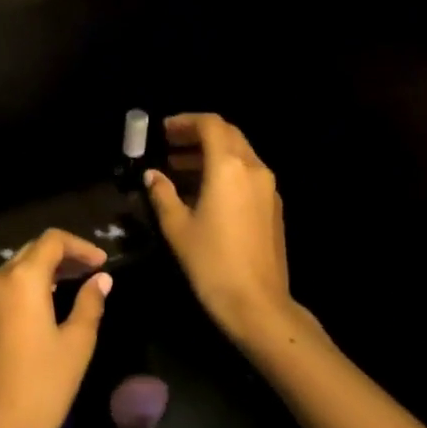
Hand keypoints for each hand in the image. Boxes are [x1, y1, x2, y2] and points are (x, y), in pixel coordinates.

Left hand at [0, 229, 110, 427]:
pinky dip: (35, 281)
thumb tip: (102, 279)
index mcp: (23, 278)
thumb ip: (90, 303)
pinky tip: (56, 297)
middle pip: (35, 249)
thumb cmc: (44, 384)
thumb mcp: (76, 343)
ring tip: (80, 280)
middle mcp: (0, 278)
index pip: (52, 241)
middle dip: (65, 254)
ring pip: (21, 265)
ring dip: (50, 267)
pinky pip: (12, 283)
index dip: (80, 246)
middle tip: (95, 269)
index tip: (103, 263)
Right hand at [143, 113, 308, 348]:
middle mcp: (253, 168)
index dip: (185, 122)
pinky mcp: (273, 207)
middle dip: (198, 135)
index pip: (210, 124)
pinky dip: (225, 170)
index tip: (163, 131)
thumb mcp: (177, 226)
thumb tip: (153, 175)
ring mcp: (268, 188)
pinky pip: (248, 174)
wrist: (258, 305)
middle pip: (228, 134)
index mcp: (229, 166)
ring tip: (180, 168)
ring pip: (239, 154)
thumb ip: (163, 193)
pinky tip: (204, 191)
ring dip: (211, 153)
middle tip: (170, 145)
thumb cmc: (211, 262)